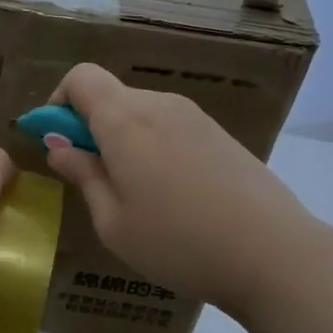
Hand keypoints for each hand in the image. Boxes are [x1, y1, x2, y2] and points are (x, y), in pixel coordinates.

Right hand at [43, 64, 313, 313]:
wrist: (274, 254)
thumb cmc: (177, 242)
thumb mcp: (112, 221)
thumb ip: (82, 175)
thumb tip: (58, 146)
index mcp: (125, 120)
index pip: (81, 78)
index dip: (59, 103)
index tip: (58, 143)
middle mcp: (160, 105)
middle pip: (111, 96)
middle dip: (89, 127)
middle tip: (92, 180)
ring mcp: (195, 117)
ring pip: (141, 112)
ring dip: (123, 139)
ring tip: (135, 195)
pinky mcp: (221, 134)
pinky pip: (170, 127)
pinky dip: (153, 147)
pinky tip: (171, 195)